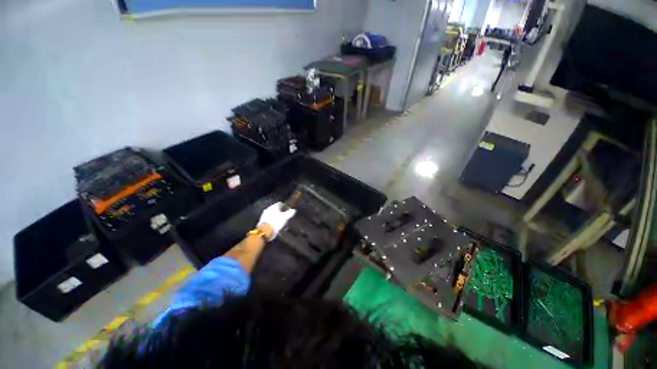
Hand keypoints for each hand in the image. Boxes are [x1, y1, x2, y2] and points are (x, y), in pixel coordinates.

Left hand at [257, 202, 295, 239]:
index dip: (285, 206)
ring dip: (276, 216)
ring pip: (272, 214)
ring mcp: (264, 215)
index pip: (280, 203)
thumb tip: (294, 210)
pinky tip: (275, 225)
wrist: (265, 231)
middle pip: (276, 209)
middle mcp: (268, 209)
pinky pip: (269, 219)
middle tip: (285, 216)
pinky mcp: (262, 221)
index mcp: (274, 206)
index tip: (288, 210)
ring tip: (281, 221)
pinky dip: (273, 220)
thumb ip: (290, 213)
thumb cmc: (276, 222)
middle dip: (281, 212)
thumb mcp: (285, 217)